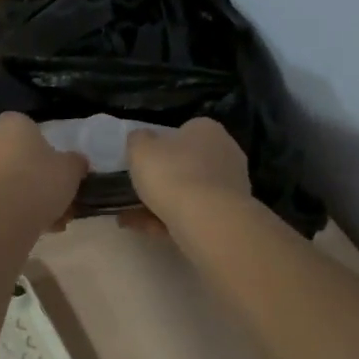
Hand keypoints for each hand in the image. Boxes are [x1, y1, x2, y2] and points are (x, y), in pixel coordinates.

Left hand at [0, 112, 88, 233]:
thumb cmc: (38, 183)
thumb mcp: (71, 170)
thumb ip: (75, 162)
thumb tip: (76, 162)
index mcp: (12, 125)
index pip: (26, 125)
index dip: (42, 143)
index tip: (56, 163)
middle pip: (18, 156)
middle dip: (38, 177)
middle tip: (59, 197)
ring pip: (10, 182)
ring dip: (30, 199)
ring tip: (54, 221)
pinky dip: (16, 213)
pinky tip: (37, 230)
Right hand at [123, 118, 251, 233]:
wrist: (209, 221)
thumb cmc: (173, 175)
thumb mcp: (140, 150)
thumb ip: (138, 140)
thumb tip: (141, 138)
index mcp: (207, 130)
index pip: (185, 131)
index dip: (162, 145)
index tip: (144, 161)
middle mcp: (225, 153)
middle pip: (189, 163)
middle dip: (164, 177)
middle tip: (137, 189)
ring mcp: (230, 186)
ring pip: (189, 192)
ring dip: (161, 203)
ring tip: (128, 216)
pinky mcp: (229, 215)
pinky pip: (193, 214)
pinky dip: (168, 220)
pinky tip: (142, 229)